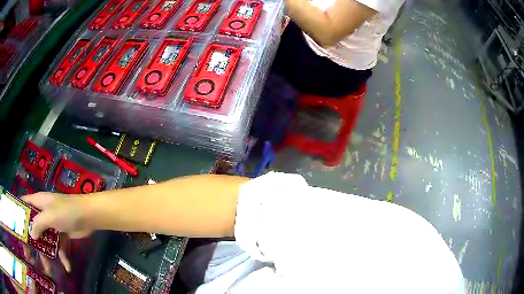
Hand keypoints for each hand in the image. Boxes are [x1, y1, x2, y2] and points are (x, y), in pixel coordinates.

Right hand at [22, 192, 92, 271]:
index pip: (25, 204)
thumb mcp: (49, 215)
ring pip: (46, 241)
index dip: (20, 213)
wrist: (88, 216)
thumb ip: (38, 224)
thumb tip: (31, 233)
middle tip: (31, 257)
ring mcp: (54, 224)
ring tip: (48, 270)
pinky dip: (63, 257)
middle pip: (35, 227)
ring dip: (47, 255)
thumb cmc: (66, 212)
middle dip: (33, 242)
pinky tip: (67, 267)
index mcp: (39, 202)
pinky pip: (60, 247)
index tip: (18, 227)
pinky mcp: (63, 234)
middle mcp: (44, 213)